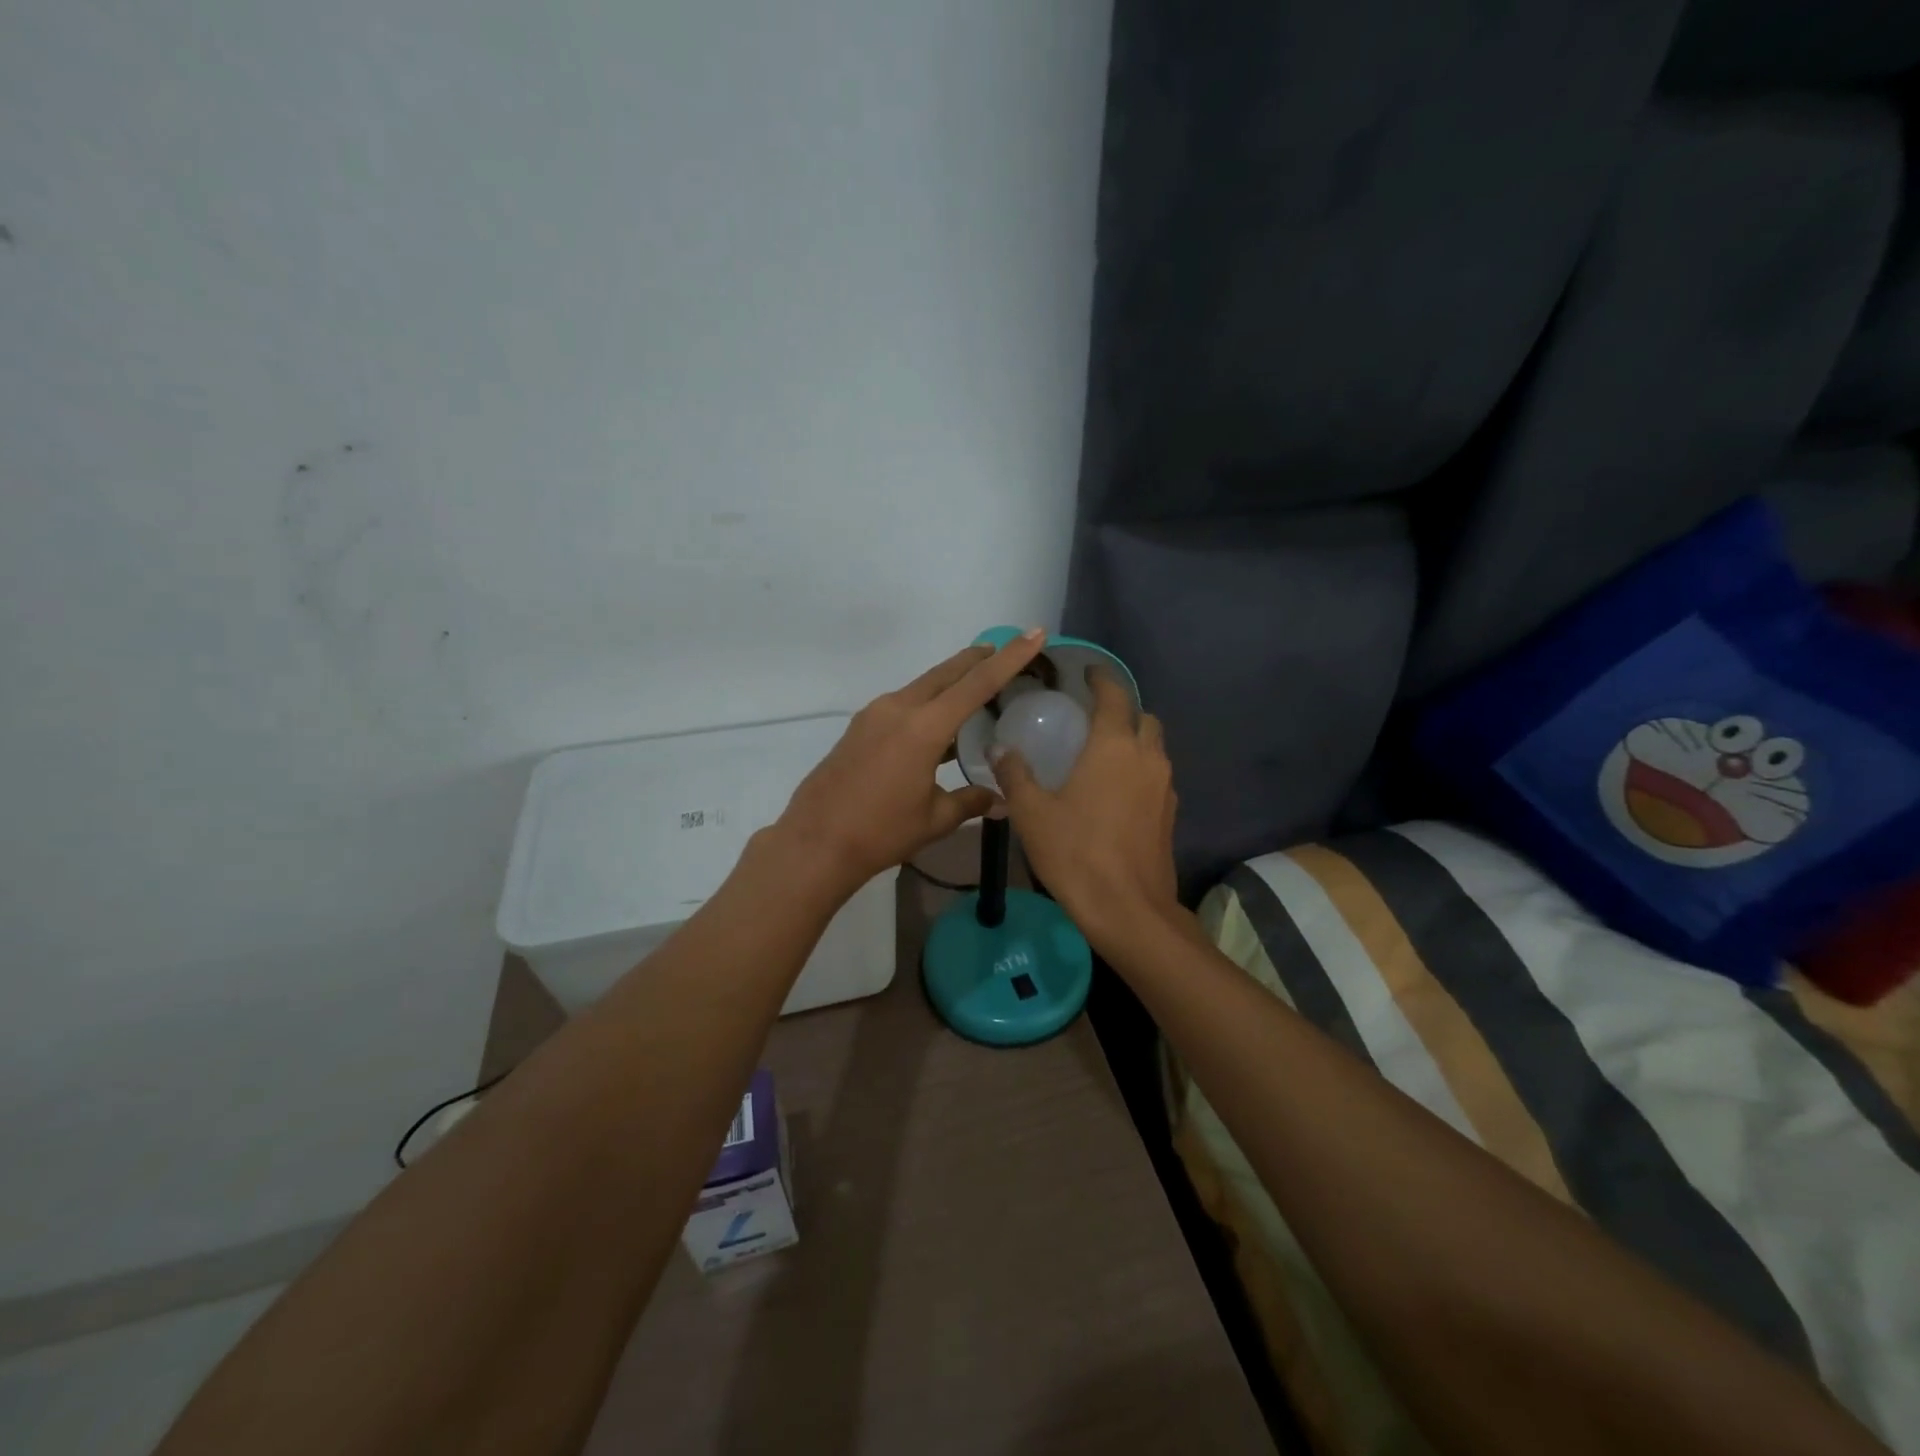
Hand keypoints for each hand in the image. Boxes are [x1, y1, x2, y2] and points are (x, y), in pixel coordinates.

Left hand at [776, 630, 1048, 891]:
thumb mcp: (934, 819)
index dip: (1009, 658)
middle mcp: (898, 708)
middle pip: (946, 673)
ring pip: (923, 686)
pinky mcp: (860, 727)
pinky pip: (903, 703)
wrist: (815, 843)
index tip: (1033, 633)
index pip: (977, 684)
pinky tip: (938, 723)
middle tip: (1004, 650)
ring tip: (976, 685)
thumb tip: (1001, 801)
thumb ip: (970, 802)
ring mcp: (874, 715)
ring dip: (951, 681)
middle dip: (977, 659)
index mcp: (923, 727)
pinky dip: (928, 702)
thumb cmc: (881, 833)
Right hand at [993, 667, 1179, 946]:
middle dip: (1122, 710)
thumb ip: (1014, 775)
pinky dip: (1140, 771)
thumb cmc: (1076, 853)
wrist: (1128, 909)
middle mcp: (1147, 758)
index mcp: (1114, 746)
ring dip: (1134, 741)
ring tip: (1102, 754)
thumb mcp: (1032, 813)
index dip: (1101, 678)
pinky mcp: (1170, 814)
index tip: (1087, 672)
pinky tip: (1115, 792)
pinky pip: (1156, 777)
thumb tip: (999, 748)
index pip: (1114, 695)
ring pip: (1154, 748)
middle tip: (1091, 718)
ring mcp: (1164, 787)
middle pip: (1143, 718)